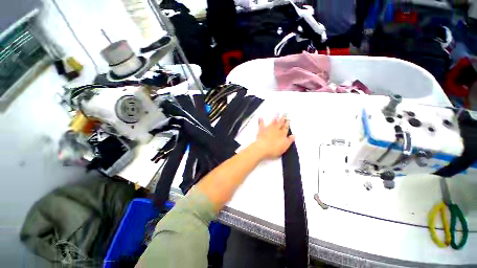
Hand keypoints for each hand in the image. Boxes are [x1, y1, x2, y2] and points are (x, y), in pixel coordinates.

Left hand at [252, 114, 294, 159]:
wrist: (262, 148)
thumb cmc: (274, 149)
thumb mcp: (284, 147)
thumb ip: (289, 140)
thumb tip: (294, 135)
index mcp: (282, 134)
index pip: (286, 128)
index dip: (287, 124)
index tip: (288, 120)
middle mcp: (276, 130)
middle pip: (280, 123)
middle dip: (282, 119)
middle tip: (284, 114)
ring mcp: (268, 129)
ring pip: (273, 122)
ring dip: (275, 117)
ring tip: (277, 113)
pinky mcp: (261, 130)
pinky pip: (261, 124)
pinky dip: (261, 121)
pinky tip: (261, 117)